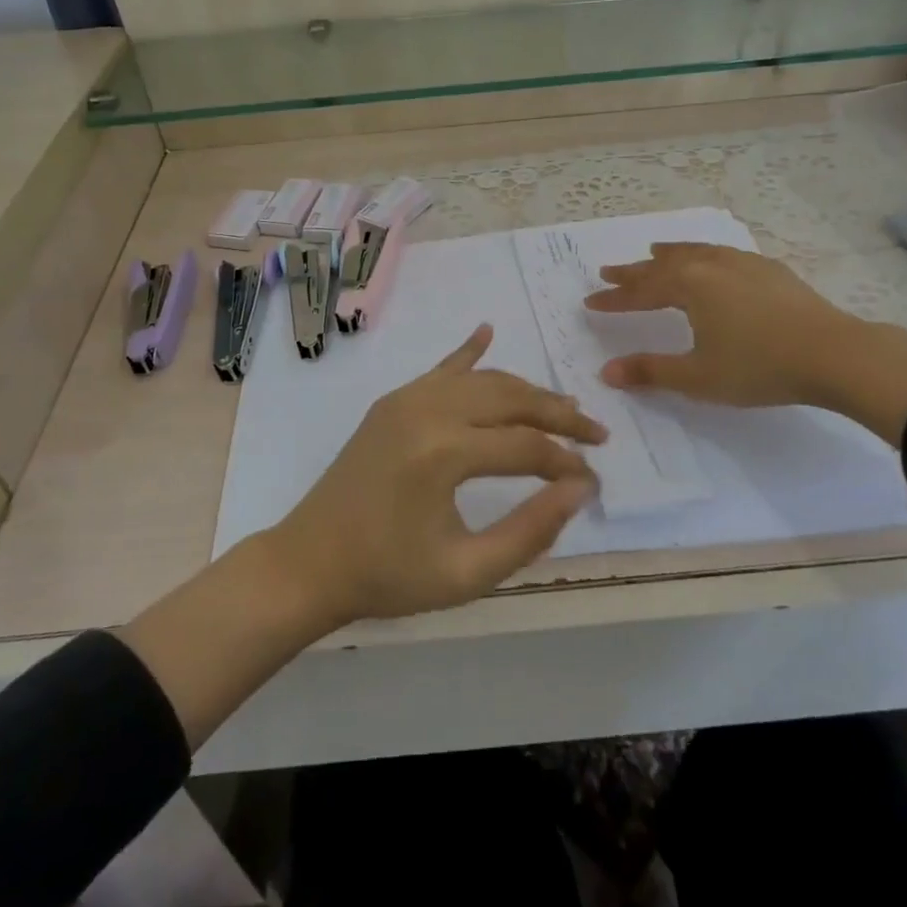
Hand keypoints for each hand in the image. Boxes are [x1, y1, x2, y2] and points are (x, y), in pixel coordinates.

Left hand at [268, 324, 604, 623]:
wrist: (310, 562)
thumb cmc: (388, 576)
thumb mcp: (466, 573)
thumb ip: (529, 531)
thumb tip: (579, 489)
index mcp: (444, 452)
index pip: (526, 446)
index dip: (566, 463)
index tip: (594, 482)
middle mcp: (428, 411)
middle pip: (511, 399)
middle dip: (558, 414)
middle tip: (596, 433)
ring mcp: (407, 399)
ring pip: (483, 381)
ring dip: (525, 391)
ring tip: (562, 409)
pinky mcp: (393, 401)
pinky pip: (441, 370)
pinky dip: (468, 352)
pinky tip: (487, 331)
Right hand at [584, 242, 860, 406]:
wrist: (835, 354)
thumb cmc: (759, 367)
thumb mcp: (698, 377)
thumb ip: (650, 371)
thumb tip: (606, 372)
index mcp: (690, 286)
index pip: (642, 291)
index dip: (615, 299)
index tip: (590, 302)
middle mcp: (712, 265)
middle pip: (663, 265)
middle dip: (634, 271)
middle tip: (609, 271)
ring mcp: (744, 264)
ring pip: (696, 252)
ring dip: (670, 255)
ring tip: (654, 252)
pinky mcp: (771, 271)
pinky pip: (723, 254)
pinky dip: (703, 255)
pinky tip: (712, 262)